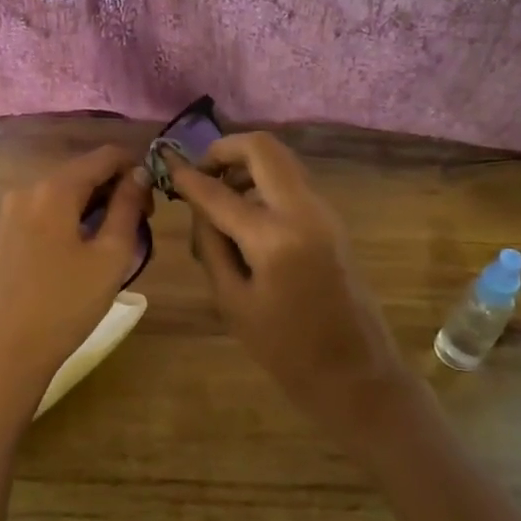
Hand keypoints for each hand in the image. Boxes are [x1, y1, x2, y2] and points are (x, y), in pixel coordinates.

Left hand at [0, 145, 151, 435]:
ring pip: (65, 194)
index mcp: (54, 188)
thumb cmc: (64, 305)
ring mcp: (10, 212)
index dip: (135, 168)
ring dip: (95, 207)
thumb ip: (128, 207)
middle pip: (82, 173)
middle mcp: (27, 189)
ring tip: (115, 245)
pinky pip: (47, 213)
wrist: (3, 354)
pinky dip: (72, 220)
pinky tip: (84, 254)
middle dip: (115, 190)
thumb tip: (138, 174)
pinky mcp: (4, 235)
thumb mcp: (110, 256)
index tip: (153, 201)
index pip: (104, 155)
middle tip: (140, 227)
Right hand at [167, 133, 424, 460]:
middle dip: (225, 150)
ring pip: (281, 160)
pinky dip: (265, 182)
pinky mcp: (331, 220)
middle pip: (262, 147)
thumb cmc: (285, 349)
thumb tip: (199, 206)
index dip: (187, 176)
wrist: (355, 372)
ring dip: (246, 165)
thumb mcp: (232, 301)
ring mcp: (323, 211)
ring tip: (219, 197)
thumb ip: (212, 245)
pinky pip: (292, 182)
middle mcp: (303, 210)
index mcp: (273, 236)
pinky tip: (245, 213)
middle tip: (201, 173)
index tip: (165, 165)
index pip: (219, 192)